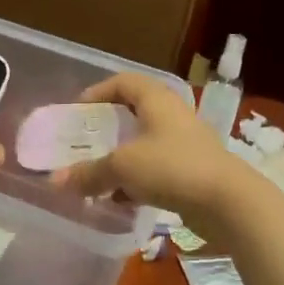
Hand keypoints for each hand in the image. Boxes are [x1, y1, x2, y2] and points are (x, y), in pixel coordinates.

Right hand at [50, 71, 256, 225]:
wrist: (228, 202)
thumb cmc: (172, 167)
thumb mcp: (123, 167)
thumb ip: (88, 172)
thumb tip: (55, 181)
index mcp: (157, 100)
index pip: (124, 82)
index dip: (98, 92)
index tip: (77, 111)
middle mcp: (172, 115)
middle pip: (134, 112)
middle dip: (107, 128)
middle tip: (84, 142)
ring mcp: (185, 144)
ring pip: (144, 143)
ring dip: (120, 157)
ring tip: (97, 173)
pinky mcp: (192, 171)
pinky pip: (156, 168)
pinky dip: (136, 179)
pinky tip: (120, 199)